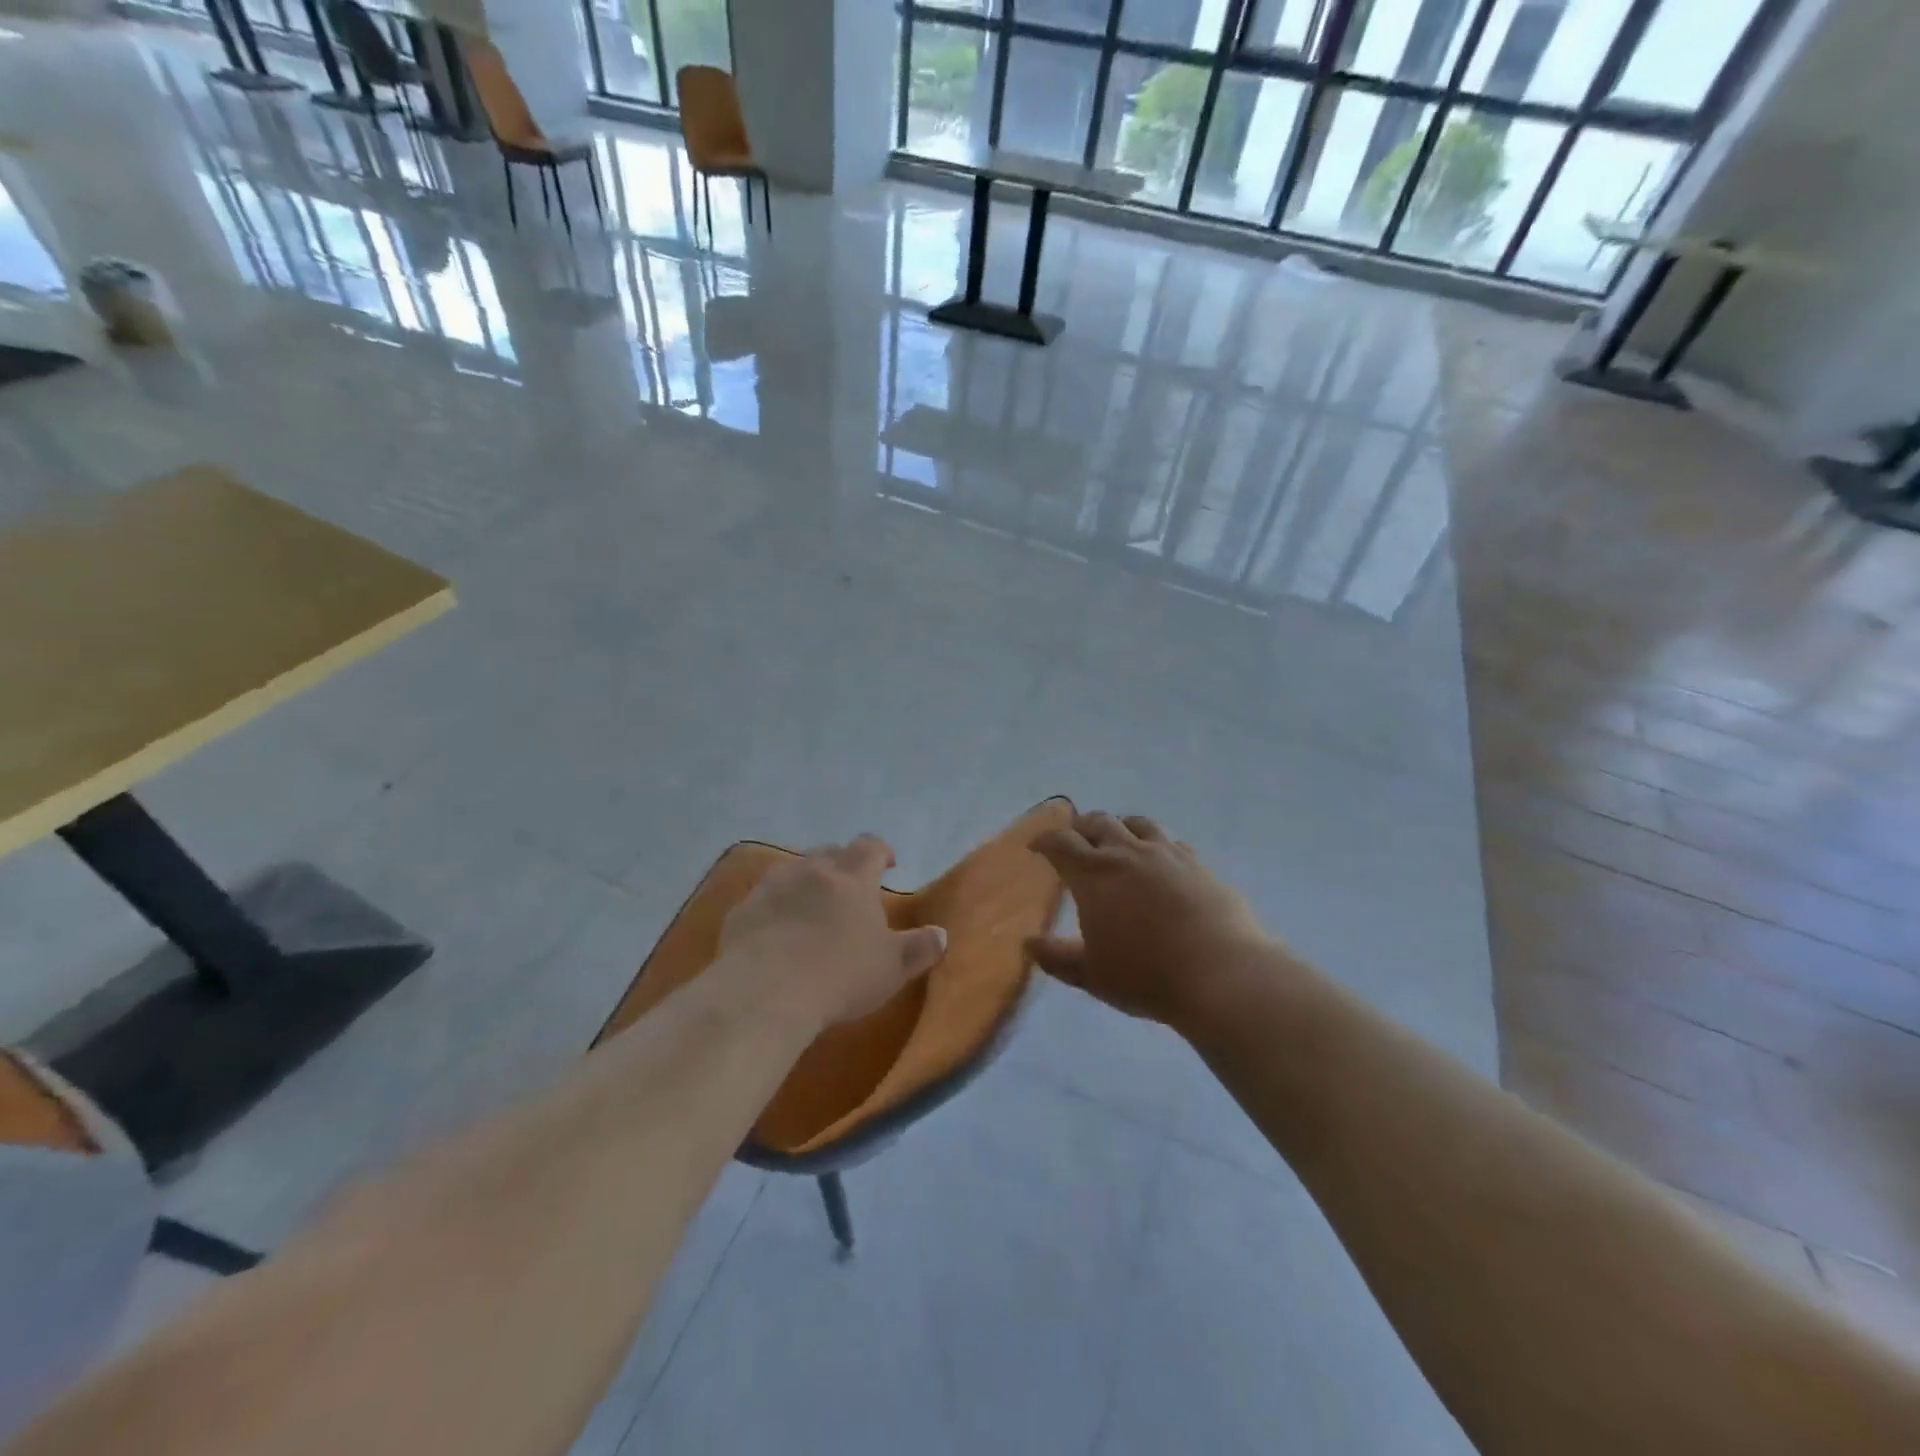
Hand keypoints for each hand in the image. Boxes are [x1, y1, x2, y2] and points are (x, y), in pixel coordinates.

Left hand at [720, 834, 947, 1031]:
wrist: (764, 992)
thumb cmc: (839, 975)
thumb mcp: (891, 968)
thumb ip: (919, 948)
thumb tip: (941, 934)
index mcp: (853, 877)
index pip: (870, 846)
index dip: (881, 852)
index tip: (888, 866)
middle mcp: (812, 870)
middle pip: (830, 852)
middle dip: (842, 865)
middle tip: (850, 890)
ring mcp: (773, 886)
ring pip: (794, 870)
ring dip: (806, 882)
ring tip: (811, 908)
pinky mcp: (742, 909)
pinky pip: (764, 898)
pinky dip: (775, 906)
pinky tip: (776, 932)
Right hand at [1026, 812, 1273, 1029]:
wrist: (1221, 974)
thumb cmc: (1146, 976)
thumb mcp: (1092, 974)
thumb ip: (1058, 958)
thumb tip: (1030, 945)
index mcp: (1094, 874)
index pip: (1061, 843)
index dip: (1045, 841)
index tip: (1036, 846)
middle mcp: (1127, 853)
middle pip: (1098, 823)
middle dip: (1080, 827)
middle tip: (1074, 839)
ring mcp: (1167, 854)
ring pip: (1137, 824)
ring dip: (1119, 826)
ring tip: (1116, 837)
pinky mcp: (1198, 864)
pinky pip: (1170, 841)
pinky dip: (1154, 843)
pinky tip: (1159, 859)